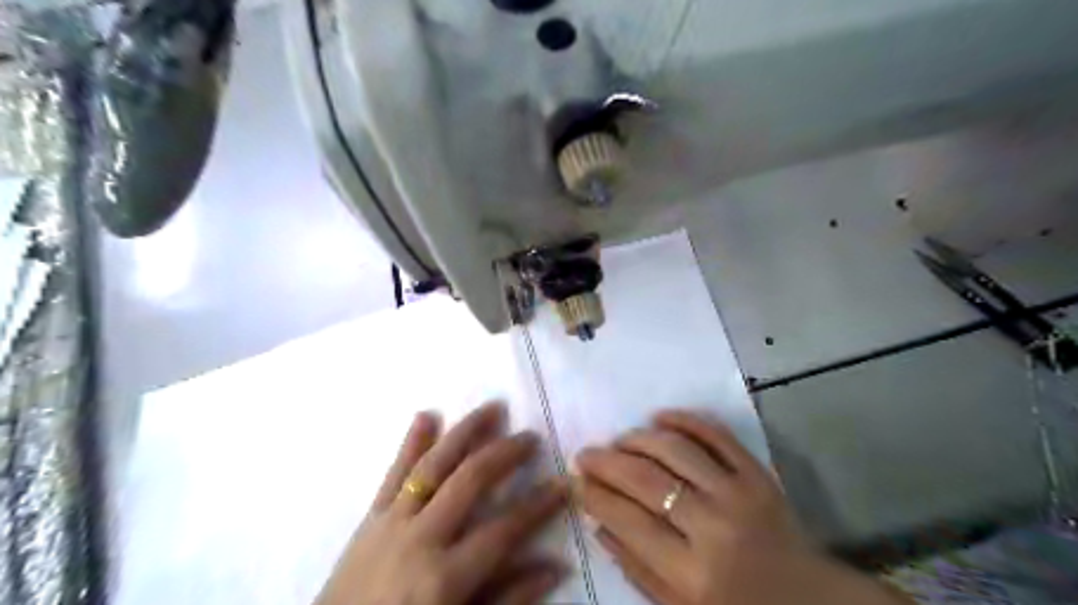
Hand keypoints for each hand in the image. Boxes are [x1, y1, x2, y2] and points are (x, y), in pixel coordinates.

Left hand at [318, 402, 566, 604]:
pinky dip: (411, 442)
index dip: (538, 505)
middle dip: (504, 454)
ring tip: (491, 408)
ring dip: (464, 432)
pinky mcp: (371, 516)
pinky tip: (426, 415)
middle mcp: (420, 537)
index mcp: (444, 576)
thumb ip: (508, 599)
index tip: (564, 483)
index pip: (504, 529)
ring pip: (434, 464)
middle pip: (469, 481)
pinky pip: (393, 473)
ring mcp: (392, 521)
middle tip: (530, 436)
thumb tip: (555, 566)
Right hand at [576, 411, 912, 603]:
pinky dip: (684, 419)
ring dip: (638, 438)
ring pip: (676, 449)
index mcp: (693, 574)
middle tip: (586, 454)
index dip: (596, 496)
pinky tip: (659, 418)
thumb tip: (598, 522)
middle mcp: (714, 527)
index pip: (628, 521)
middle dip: (607, 462)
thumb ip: (637, 568)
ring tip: (620, 441)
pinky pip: (716, 434)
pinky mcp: (758, 473)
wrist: (811, 601)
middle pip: (646, 480)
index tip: (577, 481)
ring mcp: (740, 494)